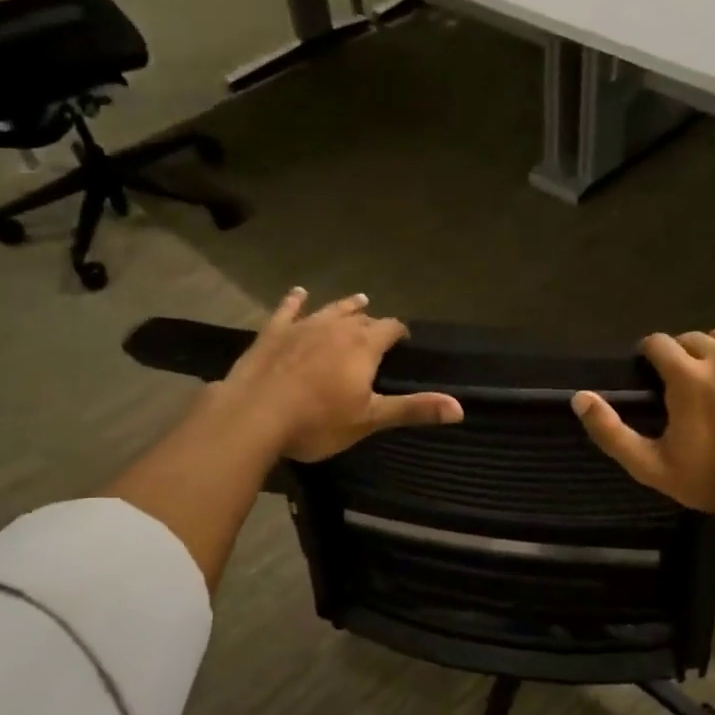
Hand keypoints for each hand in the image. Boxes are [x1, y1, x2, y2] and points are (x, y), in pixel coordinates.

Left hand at [217, 287, 461, 461]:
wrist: (254, 416)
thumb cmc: (318, 421)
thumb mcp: (370, 419)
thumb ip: (414, 409)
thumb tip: (460, 408)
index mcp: (363, 346)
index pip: (390, 328)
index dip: (398, 332)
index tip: (403, 338)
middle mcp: (336, 327)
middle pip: (361, 318)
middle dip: (372, 322)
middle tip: (378, 329)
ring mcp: (302, 326)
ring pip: (330, 309)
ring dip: (345, 306)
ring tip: (358, 300)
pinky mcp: (273, 333)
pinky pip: (288, 310)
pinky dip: (295, 301)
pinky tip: (299, 293)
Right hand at [572, 329, 714, 535]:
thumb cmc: (708, 482)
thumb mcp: (649, 465)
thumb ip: (610, 431)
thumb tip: (579, 397)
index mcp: (688, 377)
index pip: (658, 343)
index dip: (651, 357)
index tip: (654, 375)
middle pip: (692, 339)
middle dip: (684, 358)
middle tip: (688, 388)